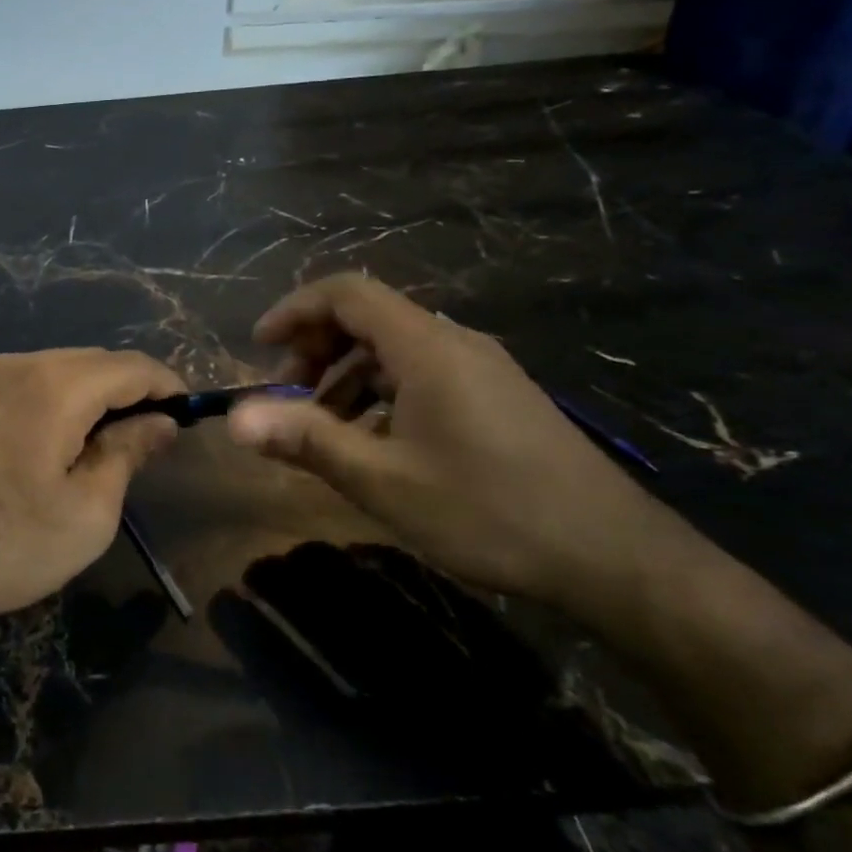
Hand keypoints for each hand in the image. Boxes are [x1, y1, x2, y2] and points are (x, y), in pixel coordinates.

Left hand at [0, 348, 185, 652]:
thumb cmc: (3, 545)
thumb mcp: (86, 511)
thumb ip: (128, 452)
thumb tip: (160, 421)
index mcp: (55, 384)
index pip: (130, 365)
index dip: (167, 384)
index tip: (189, 413)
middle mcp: (18, 365)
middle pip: (93, 361)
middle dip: (131, 390)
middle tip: (153, 437)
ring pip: (58, 371)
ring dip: (93, 397)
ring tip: (110, 444)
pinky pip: (26, 386)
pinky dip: (57, 403)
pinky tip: (59, 444)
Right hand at [225, 273, 679, 609]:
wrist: (615, 557)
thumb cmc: (490, 511)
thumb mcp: (384, 481)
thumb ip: (306, 441)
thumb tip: (235, 419)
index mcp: (426, 348)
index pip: (347, 293)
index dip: (294, 310)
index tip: (259, 347)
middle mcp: (454, 343)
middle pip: (369, 317)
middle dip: (316, 348)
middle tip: (288, 396)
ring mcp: (481, 370)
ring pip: (394, 349)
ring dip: (346, 376)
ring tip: (324, 428)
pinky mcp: (497, 397)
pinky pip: (422, 374)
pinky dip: (381, 393)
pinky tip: (375, 443)